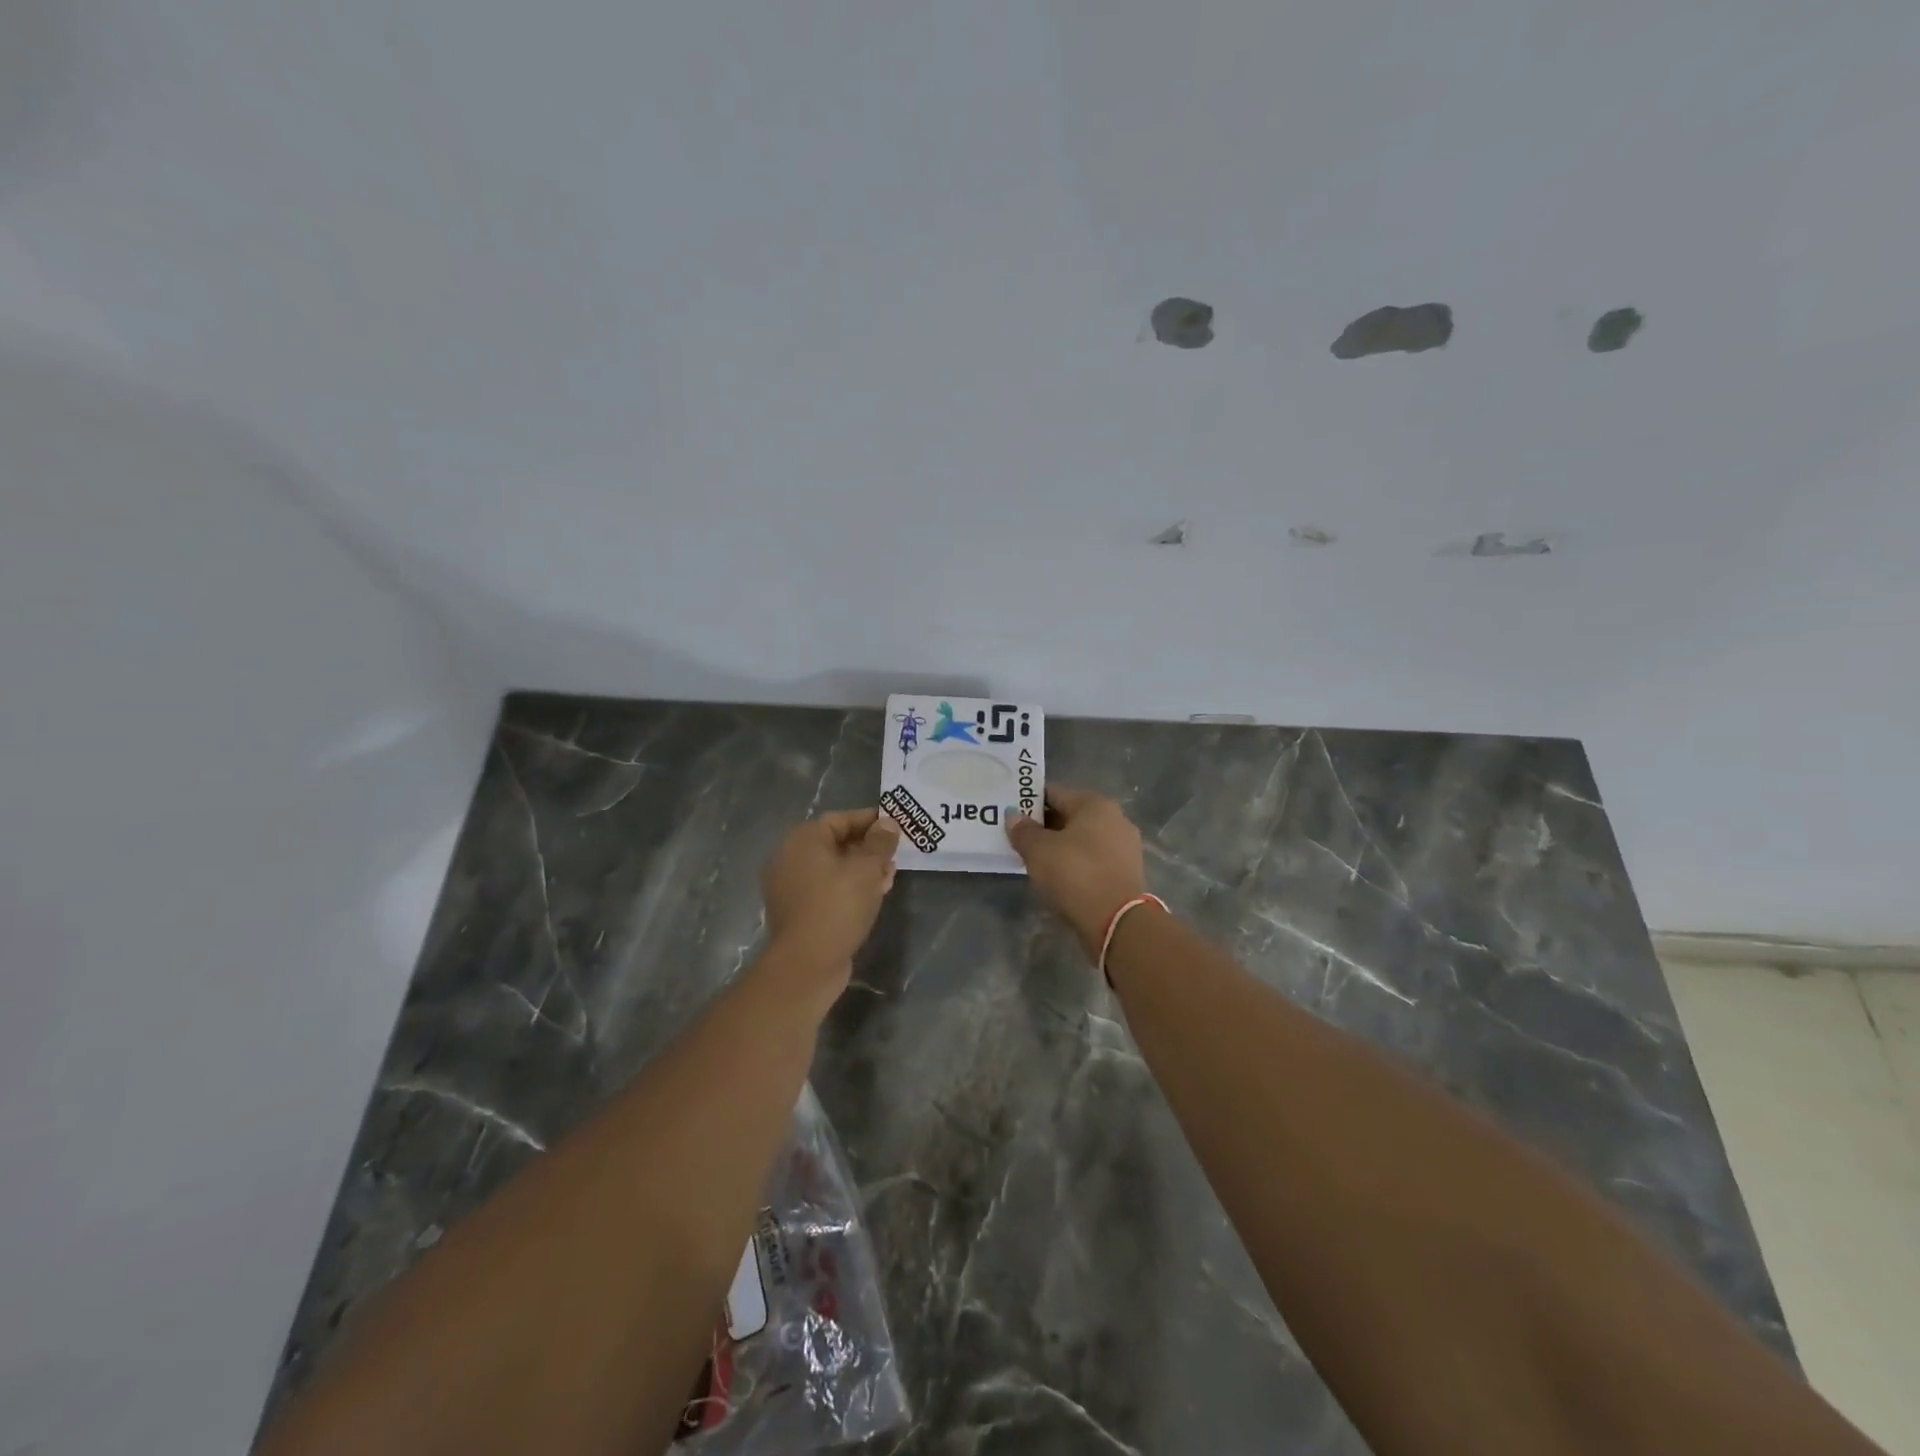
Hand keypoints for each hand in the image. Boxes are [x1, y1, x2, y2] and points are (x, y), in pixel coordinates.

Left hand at [762, 808, 900, 974]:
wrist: (807, 964)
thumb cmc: (837, 906)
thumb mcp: (866, 869)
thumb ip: (880, 842)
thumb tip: (888, 823)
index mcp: (802, 840)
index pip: (840, 819)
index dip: (870, 820)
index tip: (896, 825)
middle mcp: (790, 857)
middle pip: (836, 842)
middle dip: (869, 847)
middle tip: (895, 854)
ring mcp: (791, 886)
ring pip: (833, 867)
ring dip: (862, 869)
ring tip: (889, 877)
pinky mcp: (798, 910)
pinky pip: (827, 888)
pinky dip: (849, 887)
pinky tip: (873, 896)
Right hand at [1007, 786, 1147, 958]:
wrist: (1117, 922)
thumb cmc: (1075, 874)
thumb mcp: (1039, 851)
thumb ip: (1023, 830)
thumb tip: (1013, 815)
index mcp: (1095, 804)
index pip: (1054, 793)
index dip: (1029, 802)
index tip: (1010, 814)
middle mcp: (1115, 819)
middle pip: (1070, 816)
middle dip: (1044, 825)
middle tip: (1018, 838)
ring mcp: (1124, 847)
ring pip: (1082, 840)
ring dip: (1060, 846)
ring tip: (1034, 860)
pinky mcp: (1126, 873)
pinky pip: (1093, 860)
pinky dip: (1075, 864)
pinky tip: (1058, 877)